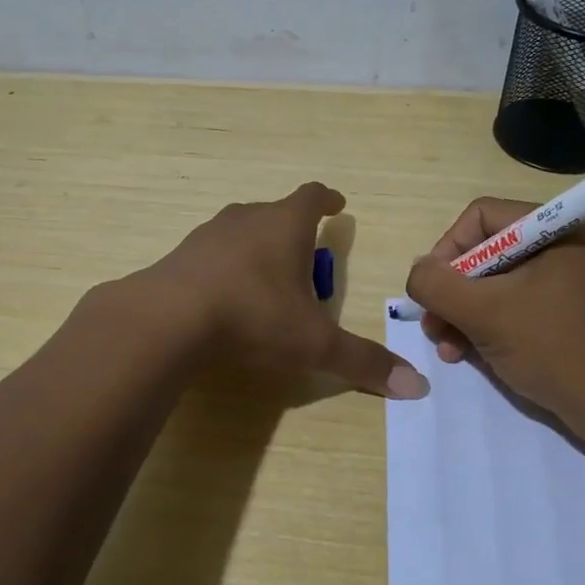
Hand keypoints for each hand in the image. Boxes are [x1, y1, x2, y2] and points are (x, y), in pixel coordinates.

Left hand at [141, 183, 429, 398]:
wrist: (167, 319)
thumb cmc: (253, 316)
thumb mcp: (313, 343)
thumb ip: (362, 362)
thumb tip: (417, 387)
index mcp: (284, 224)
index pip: (312, 197)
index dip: (328, 200)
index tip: (337, 204)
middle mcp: (246, 218)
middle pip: (276, 214)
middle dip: (294, 233)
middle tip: (306, 263)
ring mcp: (208, 234)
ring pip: (242, 232)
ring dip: (258, 249)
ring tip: (268, 282)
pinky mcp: (179, 256)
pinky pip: (212, 255)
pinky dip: (226, 268)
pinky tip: (225, 298)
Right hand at [403, 197, 584, 427]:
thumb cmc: (553, 348)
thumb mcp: (485, 314)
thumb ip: (438, 285)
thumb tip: (417, 271)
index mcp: (555, 230)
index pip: (481, 217)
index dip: (448, 249)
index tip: (433, 289)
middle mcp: (562, 246)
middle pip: (485, 252)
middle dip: (452, 291)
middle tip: (433, 325)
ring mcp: (565, 282)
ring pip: (494, 283)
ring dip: (462, 313)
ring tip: (446, 347)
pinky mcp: (564, 313)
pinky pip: (513, 305)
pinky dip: (486, 325)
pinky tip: (466, 354)